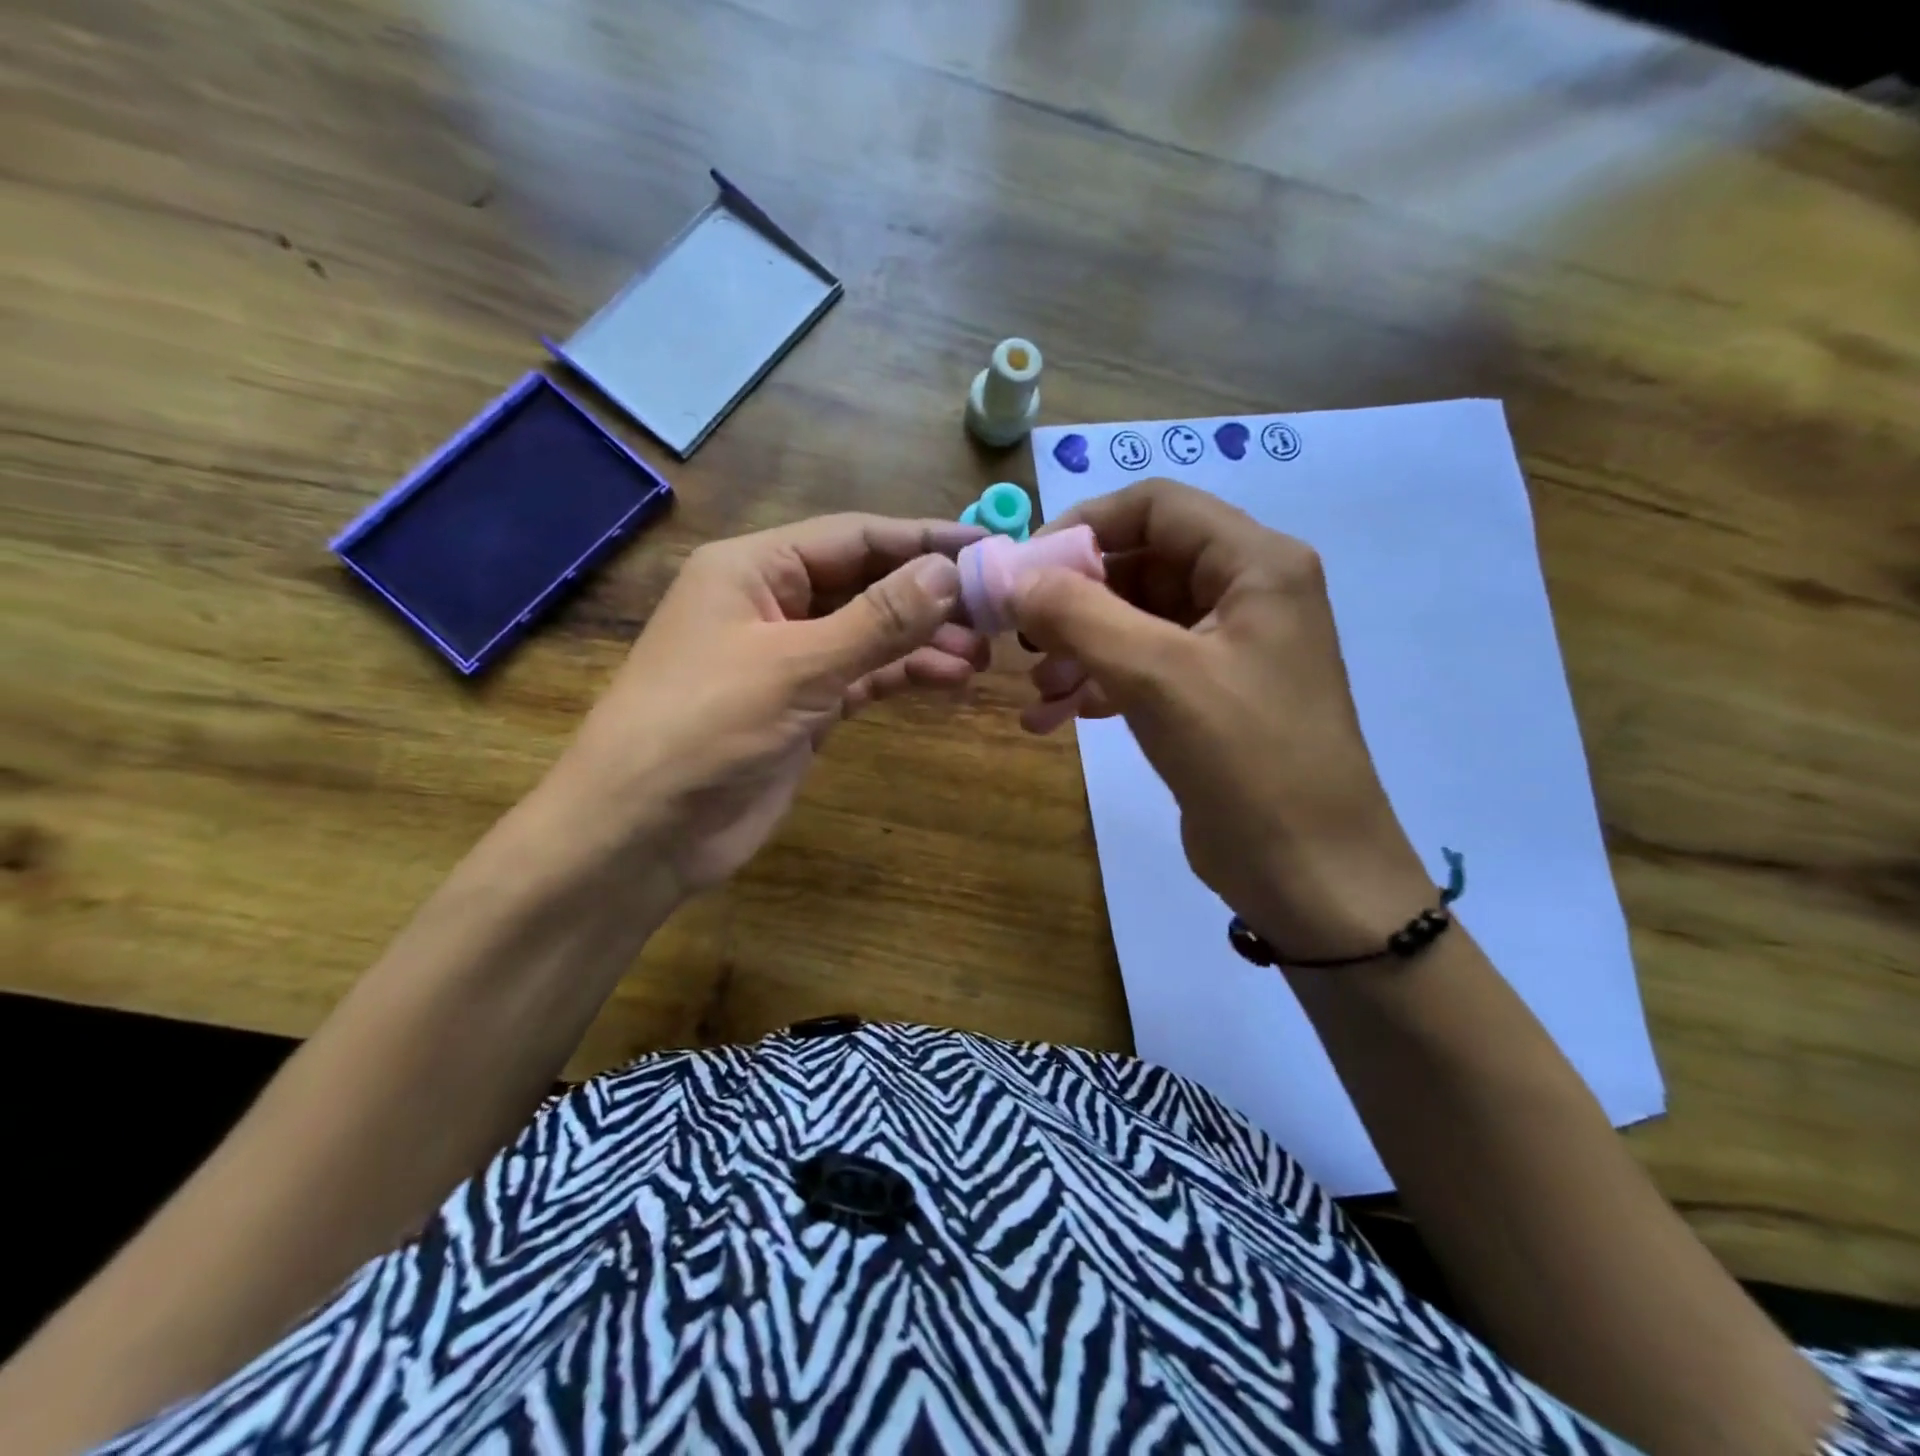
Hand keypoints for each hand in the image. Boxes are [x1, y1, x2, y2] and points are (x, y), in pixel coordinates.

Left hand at [544, 514, 989, 896]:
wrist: (643, 831)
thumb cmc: (706, 727)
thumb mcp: (797, 665)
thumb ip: (879, 619)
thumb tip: (950, 572)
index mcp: (755, 568)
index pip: (855, 536)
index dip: (924, 538)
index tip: (989, 545)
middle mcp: (773, 603)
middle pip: (867, 583)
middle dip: (930, 595)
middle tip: (997, 610)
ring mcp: (789, 659)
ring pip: (871, 634)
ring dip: (924, 640)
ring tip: (984, 653)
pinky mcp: (803, 707)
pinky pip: (864, 678)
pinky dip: (904, 676)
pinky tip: (949, 678)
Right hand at [1011, 478, 1432, 957]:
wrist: (1309, 874)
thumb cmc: (1246, 760)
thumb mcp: (1157, 676)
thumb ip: (1079, 614)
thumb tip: (1011, 575)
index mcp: (1256, 564)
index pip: (1157, 505)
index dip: (1085, 524)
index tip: (1025, 569)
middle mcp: (1247, 593)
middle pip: (1141, 563)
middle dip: (1076, 598)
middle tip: (1023, 636)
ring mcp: (1230, 648)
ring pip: (1136, 620)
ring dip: (1080, 646)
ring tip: (1039, 689)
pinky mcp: (1210, 697)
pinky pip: (1143, 668)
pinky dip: (1098, 682)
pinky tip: (1059, 715)